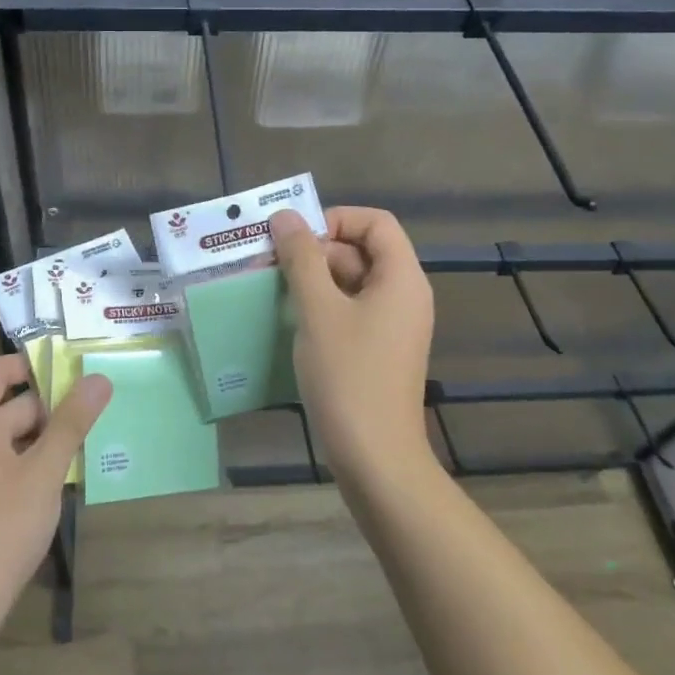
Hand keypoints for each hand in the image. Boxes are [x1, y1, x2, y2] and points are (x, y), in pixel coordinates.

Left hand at [0, 354, 111, 620]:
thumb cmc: (1, 527)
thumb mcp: (44, 471)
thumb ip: (71, 423)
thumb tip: (98, 378)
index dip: (30, 362)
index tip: (71, 369)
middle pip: (12, 405)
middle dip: (53, 404)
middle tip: (97, 407)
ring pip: (17, 438)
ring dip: (51, 436)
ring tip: (93, 438)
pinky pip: (14, 464)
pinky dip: (40, 463)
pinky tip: (70, 477)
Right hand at [272, 206, 435, 479]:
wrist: (376, 458)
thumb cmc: (349, 376)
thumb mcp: (318, 310)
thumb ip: (301, 258)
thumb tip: (285, 216)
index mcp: (402, 278)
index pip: (376, 222)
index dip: (336, 220)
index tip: (296, 238)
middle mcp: (404, 295)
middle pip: (361, 250)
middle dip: (316, 251)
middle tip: (271, 266)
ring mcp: (393, 325)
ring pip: (352, 282)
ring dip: (313, 280)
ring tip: (273, 291)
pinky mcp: (379, 350)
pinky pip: (351, 310)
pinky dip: (322, 307)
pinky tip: (290, 320)